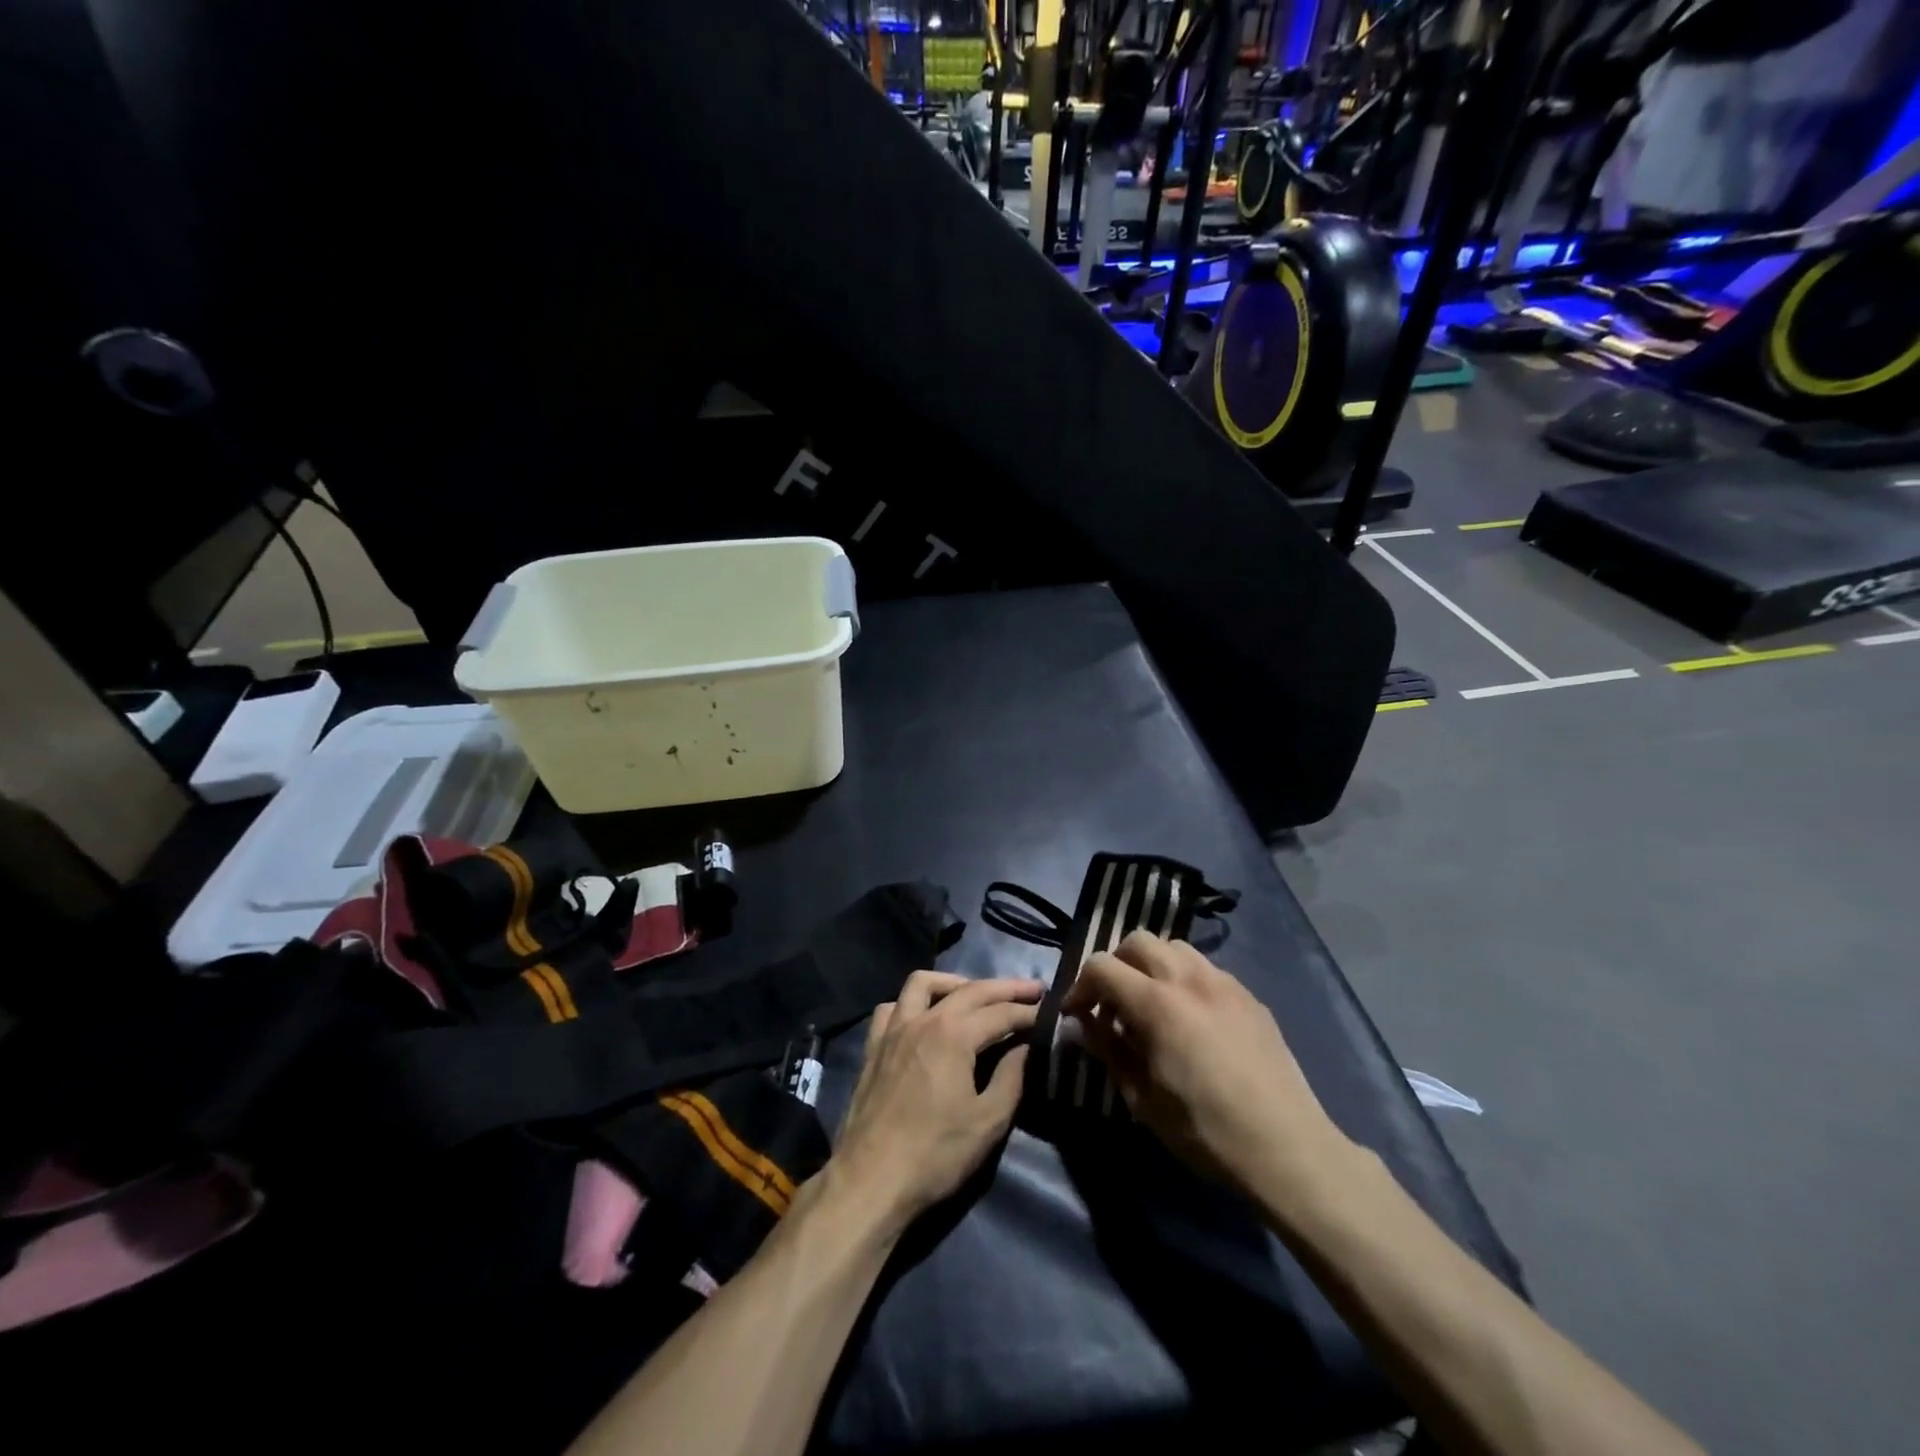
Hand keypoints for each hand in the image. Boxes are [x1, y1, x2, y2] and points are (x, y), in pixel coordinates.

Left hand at [830, 972, 1041, 1234]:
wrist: (871, 1180)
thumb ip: (1011, 1077)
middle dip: (1004, 987)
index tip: (1051, 1010)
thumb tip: (1026, 1046)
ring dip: (954, 982)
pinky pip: (892, 1008)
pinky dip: (912, 1003)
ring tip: (976, 994)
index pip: (1000, 1012)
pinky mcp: (873, 1046)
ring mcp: (893, 1030)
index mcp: (953, 1035)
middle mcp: (923, 1020)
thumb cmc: (935, 1154)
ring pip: (923, 984)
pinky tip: (924, 1016)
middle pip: (970, 990)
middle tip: (1032, 989)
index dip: (1028, 1011)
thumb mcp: (987, 1122)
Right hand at [1062, 931, 1347, 1193]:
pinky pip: (1206, 968)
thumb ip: (1107, 1050)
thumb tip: (1082, 1024)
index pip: (1101, 966)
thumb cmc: (1205, 1131)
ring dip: (1152, 965)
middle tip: (1113, 1004)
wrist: (1286, 1147)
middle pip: (1137, 941)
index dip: (1080, 986)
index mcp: (1156, 1003)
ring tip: (1152, 1003)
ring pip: (1174, 947)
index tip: (1076, 1013)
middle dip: (1116, 965)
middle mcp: (1188, 978)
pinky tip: (1191, 1017)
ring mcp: (1223, 982)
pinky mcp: (1249, 995)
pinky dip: (1185, 978)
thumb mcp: (1142, 1098)